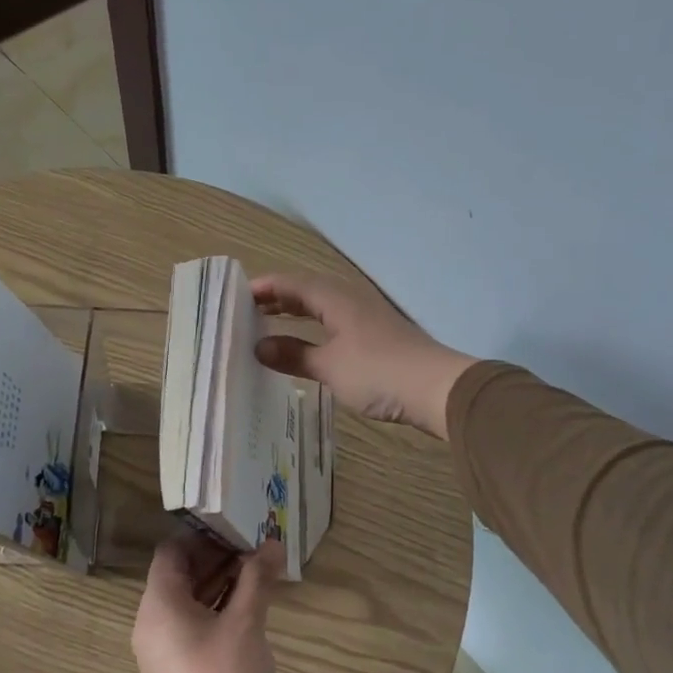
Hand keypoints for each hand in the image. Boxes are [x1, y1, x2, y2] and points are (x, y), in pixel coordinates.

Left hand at [132, 537, 285, 672]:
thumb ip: (257, 579)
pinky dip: (218, 610)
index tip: (238, 529)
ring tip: (260, 571)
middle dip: (218, 558)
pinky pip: (194, 626)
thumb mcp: (247, 624)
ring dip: (222, 583)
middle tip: (256, 547)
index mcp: (159, 606)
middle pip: (181, 575)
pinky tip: (252, 605)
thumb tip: (273, 544)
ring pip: (190, 601)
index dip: (204, 536)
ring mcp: (164, 651)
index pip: (172, 552)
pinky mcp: (179, 671)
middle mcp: (153, 625)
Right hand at [251, 274, 476, 438]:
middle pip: (307, 290)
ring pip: (322, 305)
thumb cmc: (379, 372)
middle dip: (277, 297)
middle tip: (247, 309)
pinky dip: (314, 327)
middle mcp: (350, 298)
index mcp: (335, 297)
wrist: (437, 389)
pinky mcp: (376, 335)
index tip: (235, 295)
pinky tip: (308, 343)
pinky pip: (334, 321)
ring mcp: (366, 316)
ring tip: (270, 322)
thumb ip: (294, 355)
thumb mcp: (330, 367)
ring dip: (296, 312)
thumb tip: (259, 346)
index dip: (264, 287)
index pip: (291, 283)